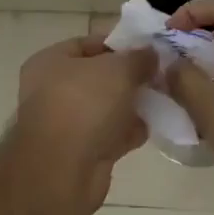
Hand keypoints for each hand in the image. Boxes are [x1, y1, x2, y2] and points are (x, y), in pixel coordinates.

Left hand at [8, 37, 155, 206]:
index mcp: (50, 62)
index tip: (149, 48)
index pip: (87, 43)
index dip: (119, 43)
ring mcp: (66, 123)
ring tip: (163, 98)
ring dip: (132, 105)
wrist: (63, 171)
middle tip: (160, 75)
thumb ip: (138, 58)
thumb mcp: (117, 69)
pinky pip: (110, 134)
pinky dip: (129, 132)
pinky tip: (154, 127)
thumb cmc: (84, 104)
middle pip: (99, 76)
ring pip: (106, 107)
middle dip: (129, 76)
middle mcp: (52, 90)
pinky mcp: (81, 152)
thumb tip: (151, 54)